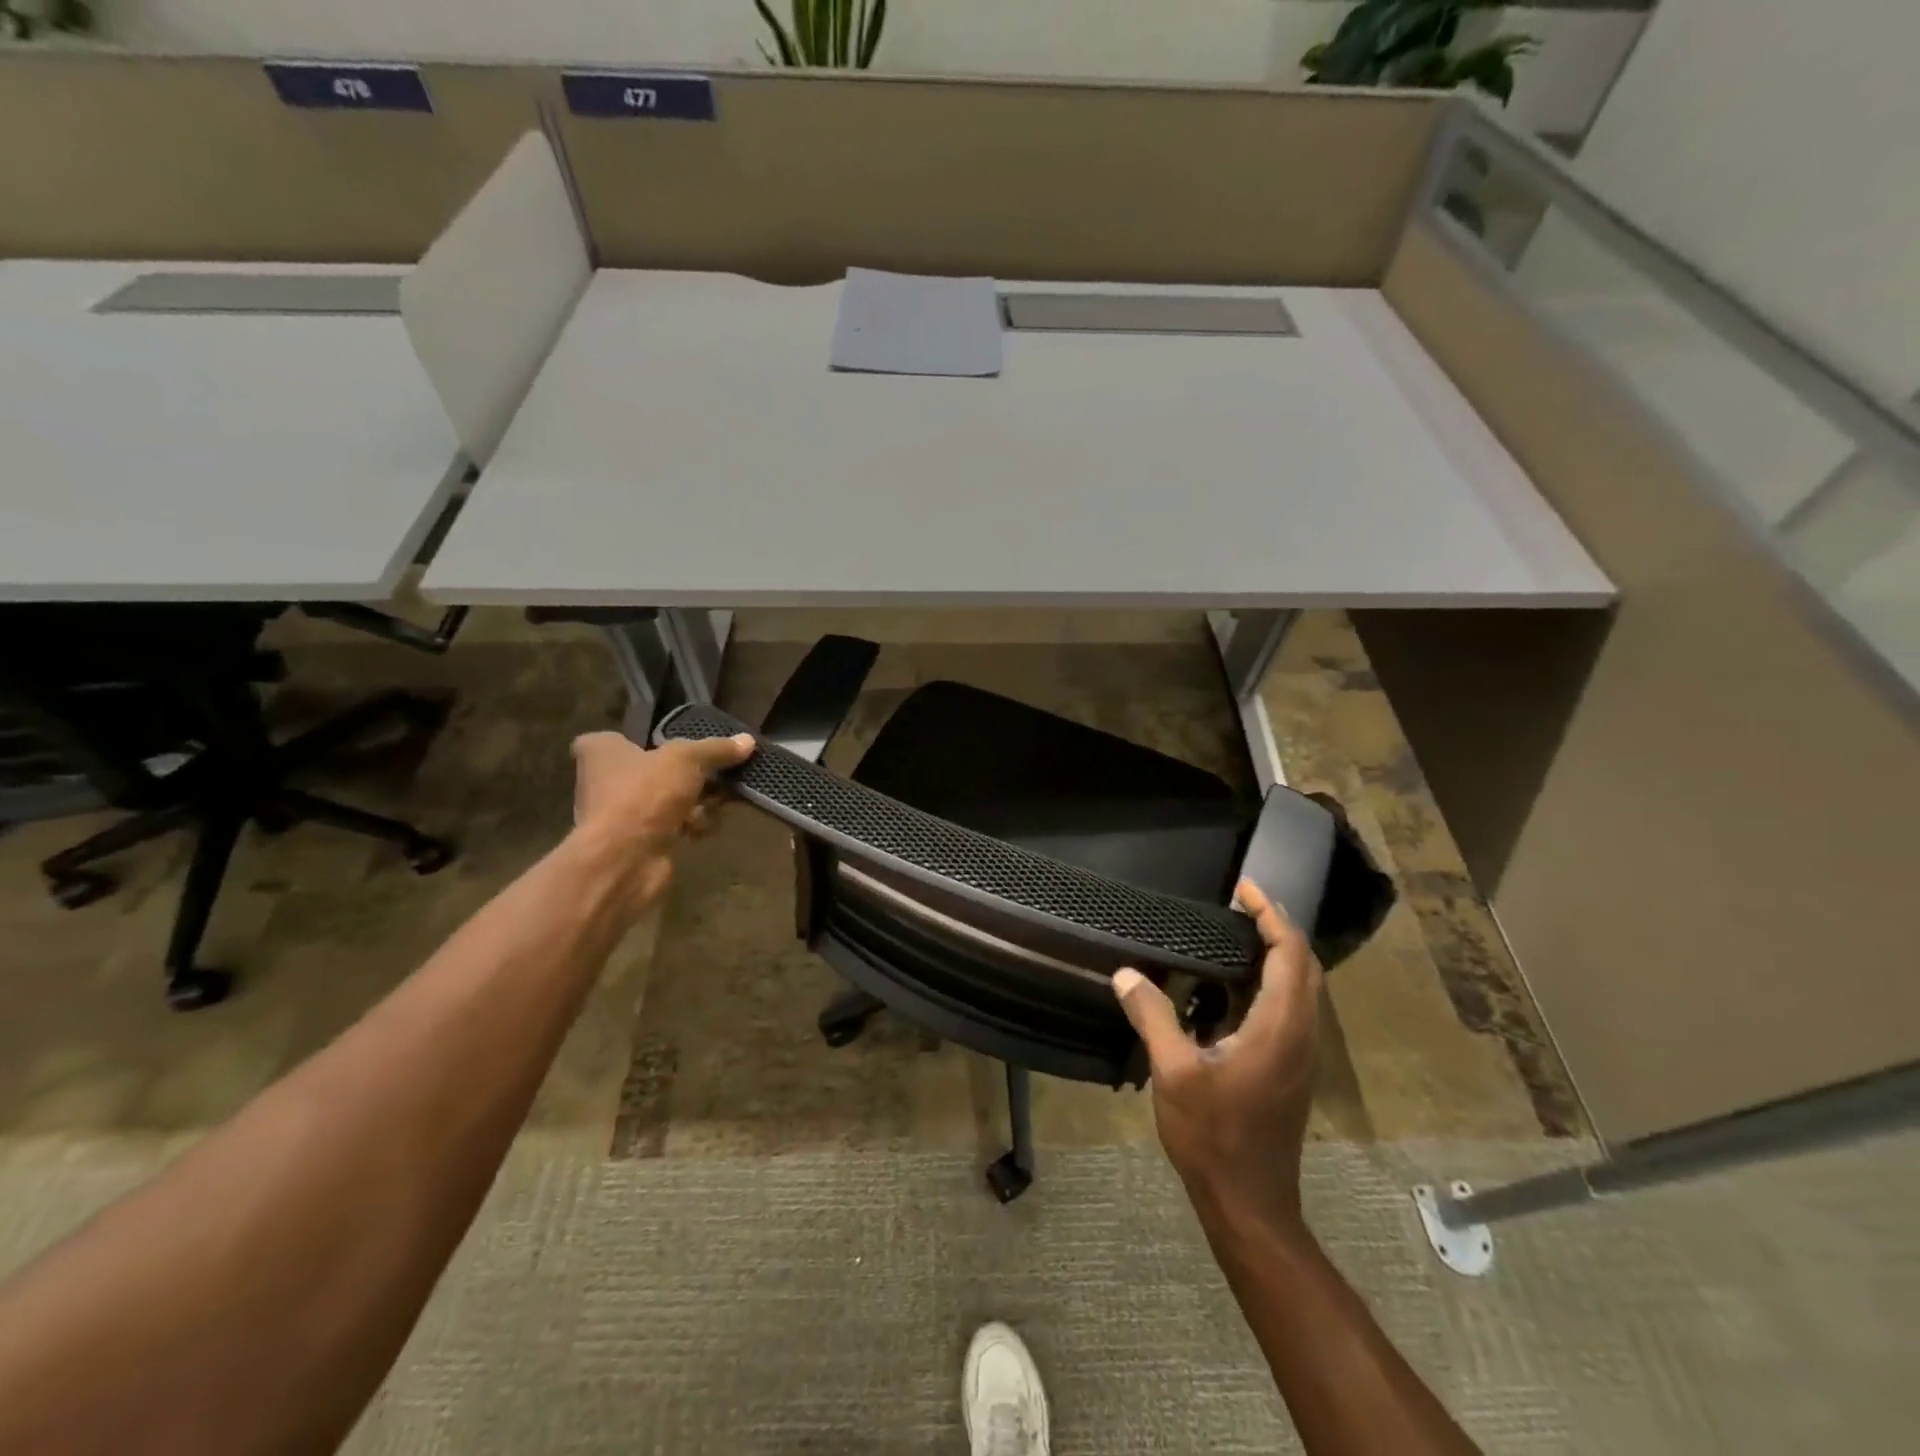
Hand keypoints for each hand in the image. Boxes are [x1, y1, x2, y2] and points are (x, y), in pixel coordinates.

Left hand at [568, 730, 754, 909]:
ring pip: (666, 799)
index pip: (624, 737)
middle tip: (719, 774)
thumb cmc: (645, 794)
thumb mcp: (687, 759)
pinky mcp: (636, 841)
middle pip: (655, 770)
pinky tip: (705, 828)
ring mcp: (619, 814)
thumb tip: (747, 741)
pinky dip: (689, 826)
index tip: (682, 746)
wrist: (624, 859)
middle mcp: (603, 780)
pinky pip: (670, 825)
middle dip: (689, 775)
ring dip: (694, 802)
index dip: (653, 740)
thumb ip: (716, 749)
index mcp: (602, 750)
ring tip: (718, 803)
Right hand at [1114, 878, 1320, 1229]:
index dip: (1271, 915)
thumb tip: (1126, 974)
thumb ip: (1152, 1016)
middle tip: (1240, 903)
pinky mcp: (1289, 1068)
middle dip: (1277, 927)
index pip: (1290, 954)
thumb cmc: (1214, 1136)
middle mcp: (1300, 1034)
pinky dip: (1268, 981)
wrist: (1250, 1204)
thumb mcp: (1174, 1072)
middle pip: (1304, 965)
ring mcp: (1299, 1054)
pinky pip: (1289, 1008)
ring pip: (1301, 988)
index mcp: (1279, 1027)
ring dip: (1276, 954)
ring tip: (1234, 933)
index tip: (1244, 888)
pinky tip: (1228, 985)